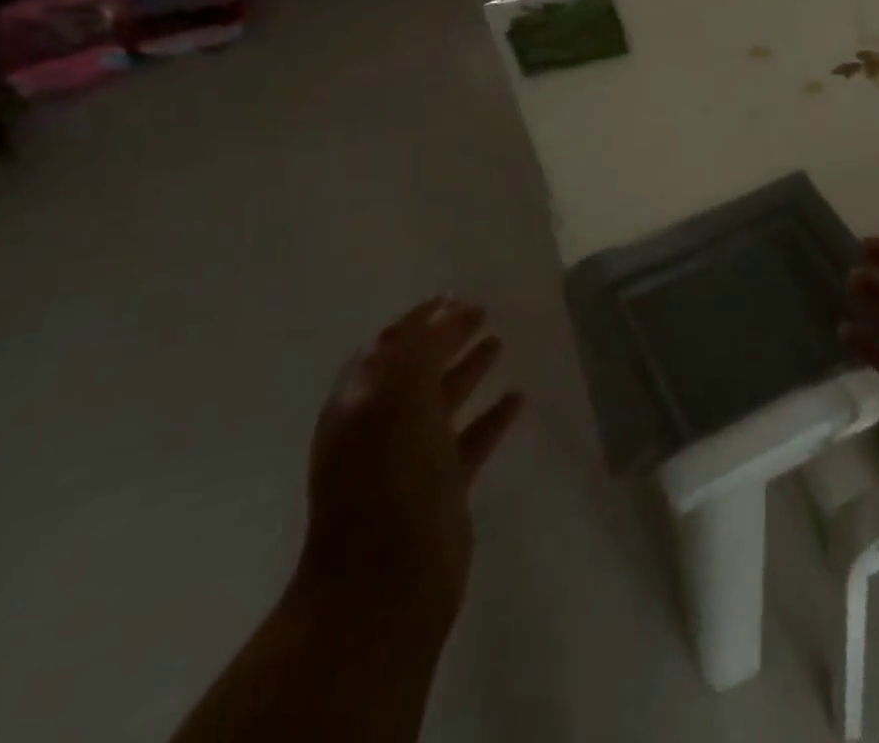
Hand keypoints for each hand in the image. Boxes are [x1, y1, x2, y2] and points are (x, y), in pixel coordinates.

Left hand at [297, 298, 522, 630]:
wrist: (386, 583)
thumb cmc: (388, 477)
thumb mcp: (398, 396)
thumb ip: (420, 349)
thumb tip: (443, 310)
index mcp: (360, 402)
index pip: (388, 346)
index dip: (419, 319)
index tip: (454, 295)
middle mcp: (381, 426)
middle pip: (417, 370)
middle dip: (446, 338)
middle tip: (483, 311)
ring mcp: (411, 459)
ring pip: (443, 402)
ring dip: (469, 370)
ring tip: (500, 342)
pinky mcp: (442, 487)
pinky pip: (470, 439)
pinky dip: (491, 416)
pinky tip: (518, 398)